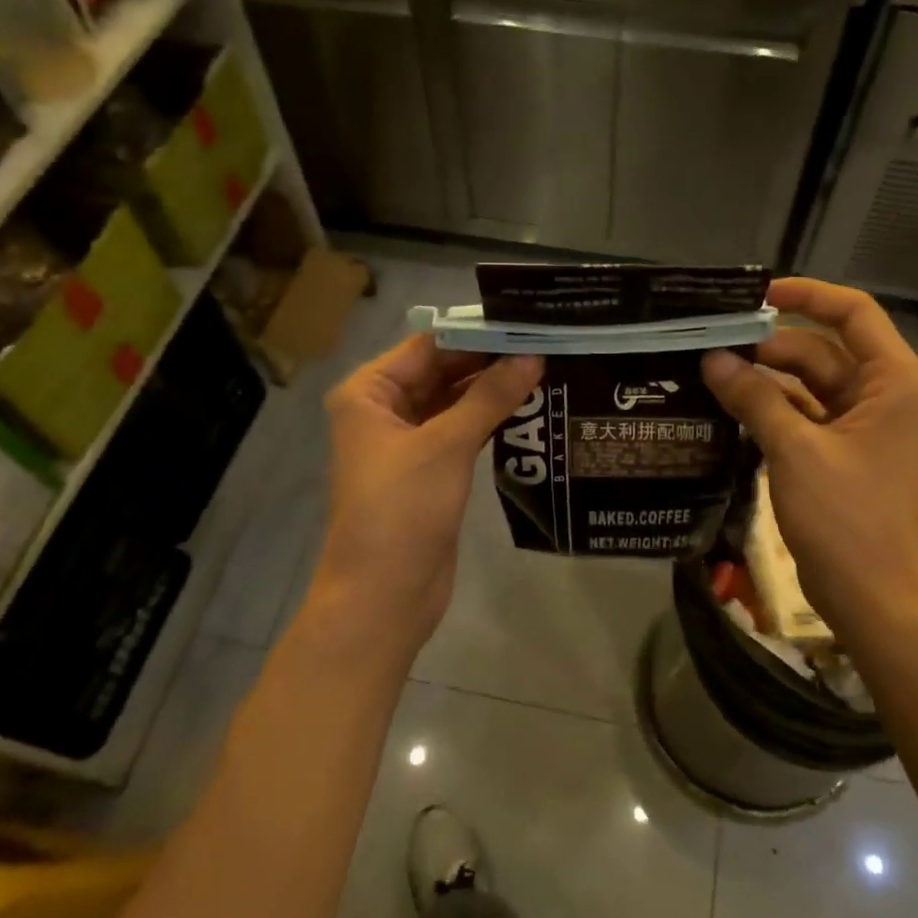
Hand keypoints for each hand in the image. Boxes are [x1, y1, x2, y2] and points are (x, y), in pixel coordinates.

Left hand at [314, 336, 542, 663]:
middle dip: (489, 362)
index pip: (429, 347)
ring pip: (454, 403)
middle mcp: (384, 411)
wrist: (385, 595)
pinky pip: (461, 433)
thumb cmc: (403, 509)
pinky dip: (489, 421)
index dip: (477, 334)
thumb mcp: (447, 445)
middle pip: (442, 372)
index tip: (527, 322)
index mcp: (370, 392)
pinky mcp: (429, 472)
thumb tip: (533, 356)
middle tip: (547, 345)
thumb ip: (490, 396)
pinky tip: (529, 409)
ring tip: (547, 370)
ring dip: (493, 391)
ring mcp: (407, 444)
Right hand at [702, 278, 917, 643]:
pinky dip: (770, 409)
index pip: (852, 313)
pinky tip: (727, 407)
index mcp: (893, 380)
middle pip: (821, 350)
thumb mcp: (795, 449)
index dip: (805, 295)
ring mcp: (862, 425)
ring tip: (709, 372)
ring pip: (808, 383)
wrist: (871, 595)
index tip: (753, 295)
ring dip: (764, 379)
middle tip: (710, 344)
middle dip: (768, 346)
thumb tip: (713, 359)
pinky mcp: (841, 452)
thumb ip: (754, 398)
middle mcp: (883, 394)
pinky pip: (803, 415)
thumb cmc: (846, 517)